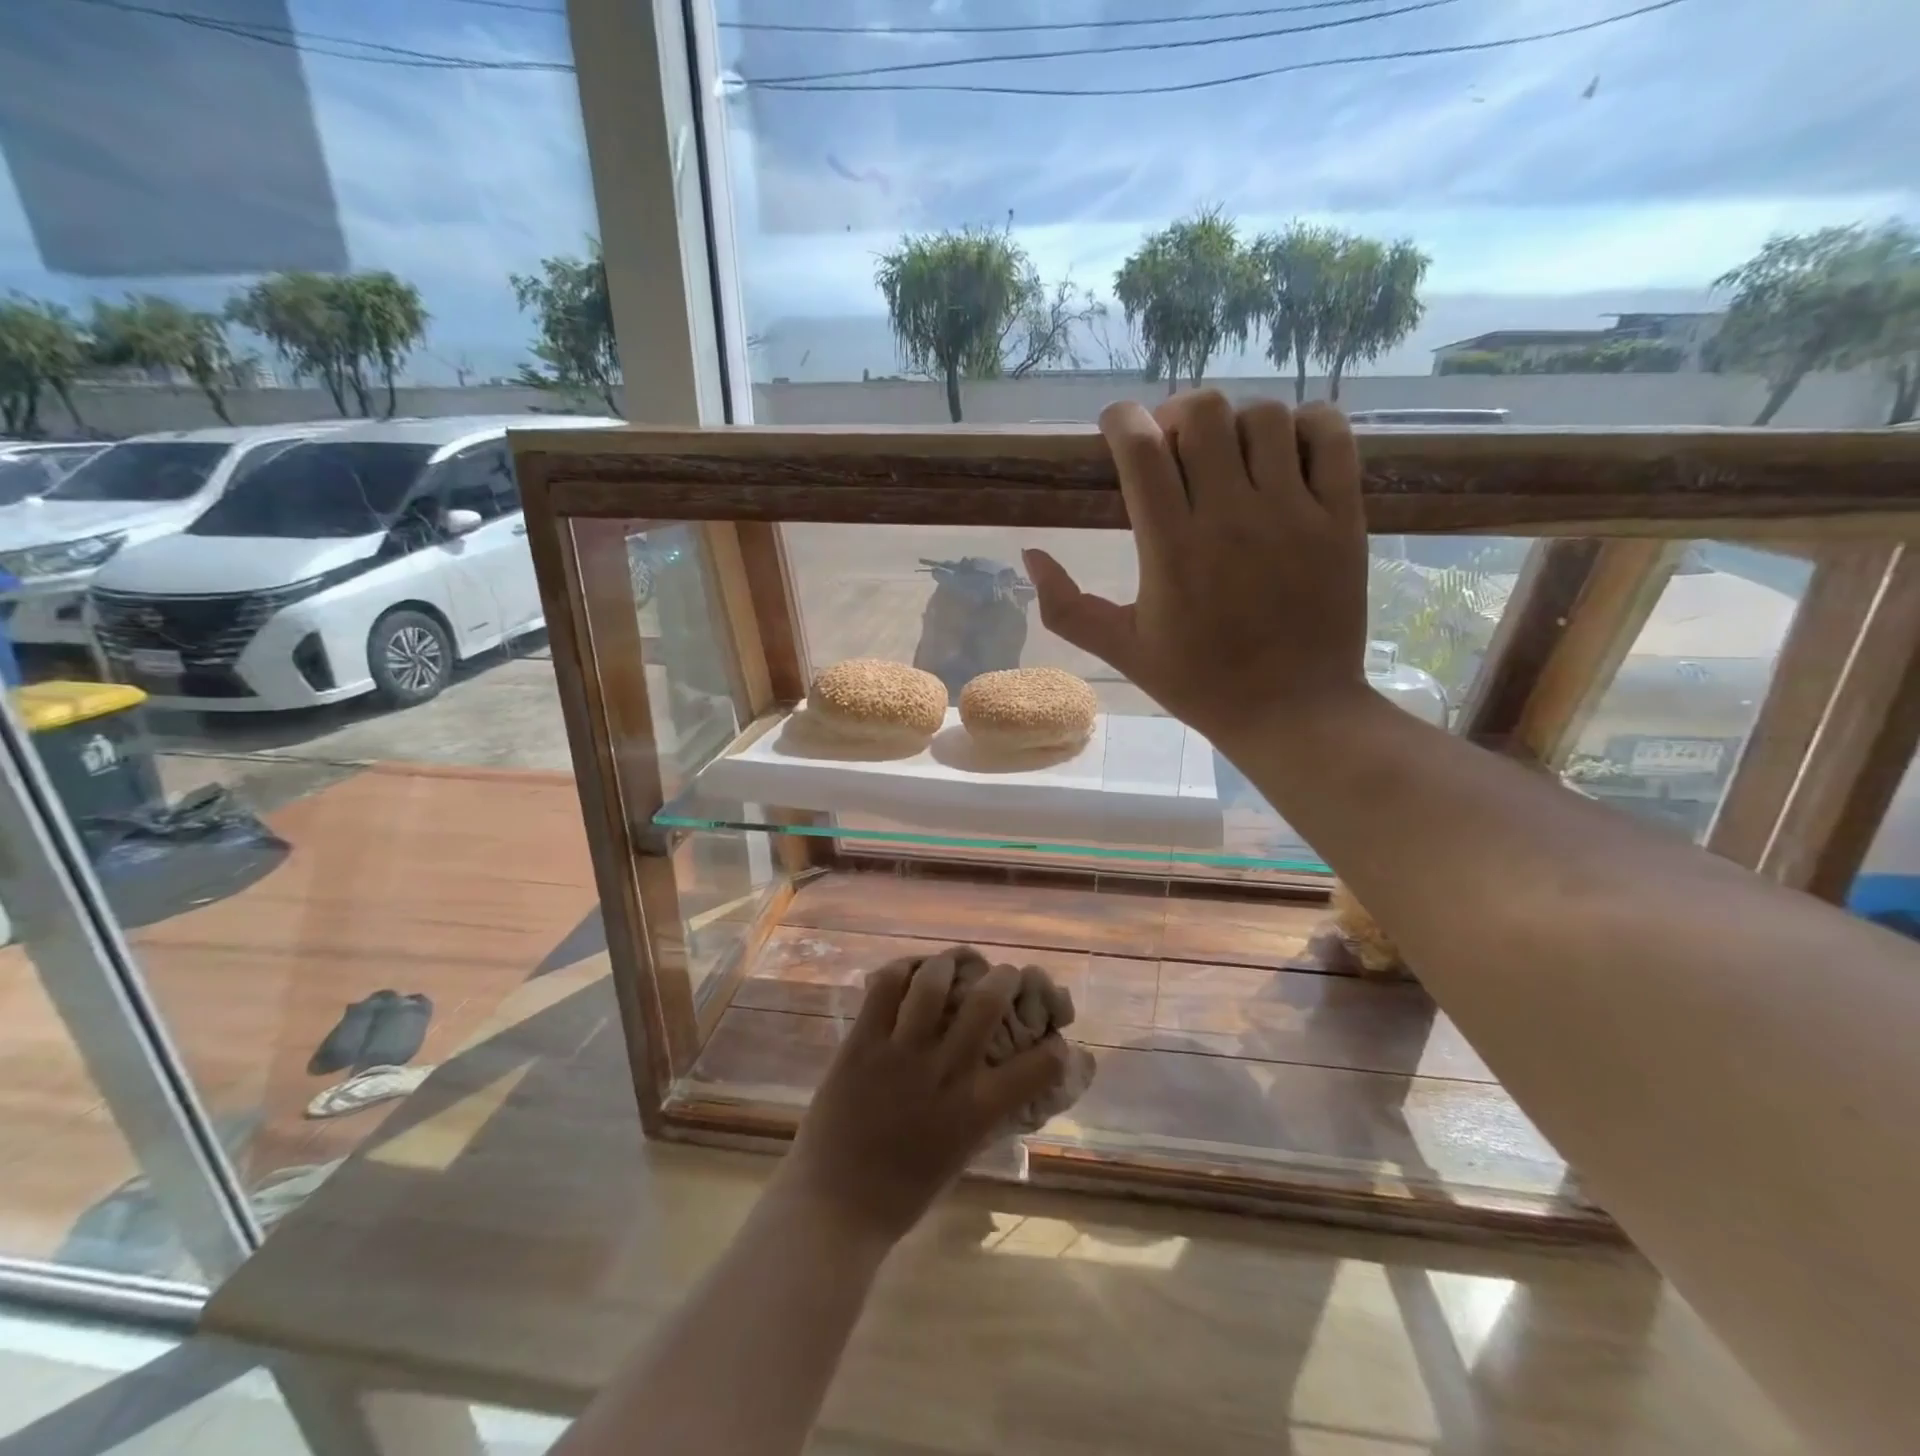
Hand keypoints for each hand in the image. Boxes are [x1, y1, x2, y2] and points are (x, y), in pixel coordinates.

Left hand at [774, 948, 1070, 1248]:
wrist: (834, 1207)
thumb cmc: (902, 1193)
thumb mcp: (960, 1153)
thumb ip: (982, 1113)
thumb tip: (1001, 1080)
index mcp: (976, 1111)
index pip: (1038, 1067)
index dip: (1056, 1048)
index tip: (1055, 1039)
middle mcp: (945, 1072)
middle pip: (987, 1001)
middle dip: (1005, 977)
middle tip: (1005, 975)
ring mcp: (901, 1053)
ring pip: (934, 982)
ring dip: (950, 963)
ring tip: (954, 963)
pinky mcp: (862, 1043)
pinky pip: (885, 987)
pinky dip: (902, 969)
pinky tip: (909, 972)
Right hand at [1024, 390, 1370, 749]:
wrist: (1292, 711)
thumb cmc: (1200, 683)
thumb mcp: (1122, 651)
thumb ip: (1066, 607)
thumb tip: (1030, 555)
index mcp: (1171, 549)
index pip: (1142, 449)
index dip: (1122, 420)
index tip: (1116, 426)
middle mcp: (1231, 517)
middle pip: (1204, 414)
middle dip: (1177, 414)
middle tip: (1173, 445)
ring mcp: (1294, 513)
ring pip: (1265, 417)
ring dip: (1236, 423)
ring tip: (1228, 455)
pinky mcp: (1341, 517)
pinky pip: (1330, 435)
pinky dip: (1306, 424)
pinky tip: (1286, 450)